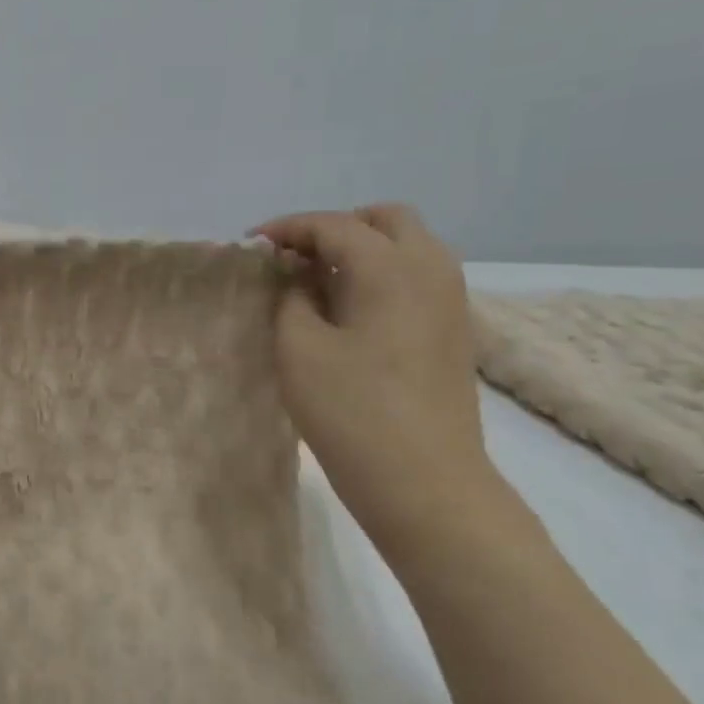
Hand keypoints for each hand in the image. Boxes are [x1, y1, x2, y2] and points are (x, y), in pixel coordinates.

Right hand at [252, 204, 493, 544]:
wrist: (425, 483)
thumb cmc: (351, 412)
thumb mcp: (298, 349)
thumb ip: (291, 298)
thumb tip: (299, 276)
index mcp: (390, 267)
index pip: (333, 225)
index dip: (287, 228)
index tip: (250, 245)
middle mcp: (430, 270)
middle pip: (384, 220)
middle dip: (335, 229)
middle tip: (294, 259)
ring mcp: (450, 301)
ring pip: (407, 247)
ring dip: (361, 251)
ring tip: (317, 284)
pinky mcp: (453, 331)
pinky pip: (417, 278)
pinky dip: (382, 276)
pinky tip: (350, 312)